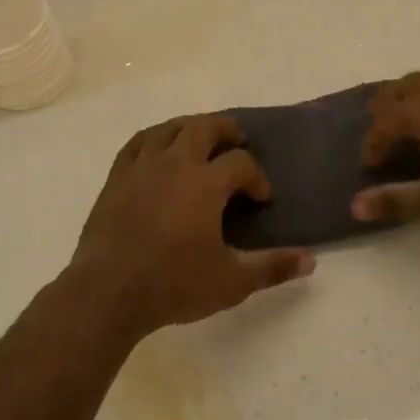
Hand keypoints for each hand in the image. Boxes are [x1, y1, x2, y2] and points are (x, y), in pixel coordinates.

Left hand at [67, 114, 315, 336]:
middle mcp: (175, 164)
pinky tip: (158, 148)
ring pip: (169, 129)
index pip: (241, 163)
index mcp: (206, 183)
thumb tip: (310, 261)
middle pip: (204, 128)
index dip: (256, 176)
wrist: (109, 292)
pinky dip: (154, 138)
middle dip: (226, 131)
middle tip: (237, 141)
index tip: (260, 198)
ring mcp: (141, 167)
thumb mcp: (232, 282)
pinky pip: (137, 143)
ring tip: (200, 138)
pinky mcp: (116, 178)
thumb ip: (272, 267)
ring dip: (190, 127)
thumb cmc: (174, 285)